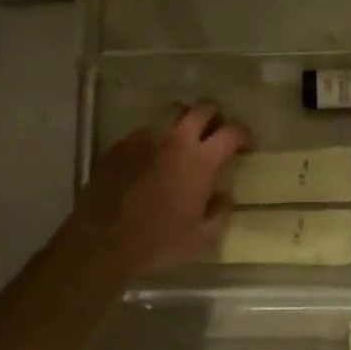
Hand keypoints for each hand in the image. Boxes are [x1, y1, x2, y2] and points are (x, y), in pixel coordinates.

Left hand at [64, 101, 250, 279]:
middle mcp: (176, 139)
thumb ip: (220, 212)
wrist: (105, 239)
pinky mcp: (121, 144)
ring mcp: (145, 138)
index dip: (244, 134)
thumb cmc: (160, 241)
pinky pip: (145, 130)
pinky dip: (156, 138)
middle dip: (216, 117)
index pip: (232, 130)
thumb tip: (223, 196)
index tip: (246, 146)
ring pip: (172, 111)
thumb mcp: (202, 237)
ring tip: (184, 139)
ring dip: (185, 121)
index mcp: (202, 160)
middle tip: (216, 134)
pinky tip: (151, 158)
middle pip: (204, 108)